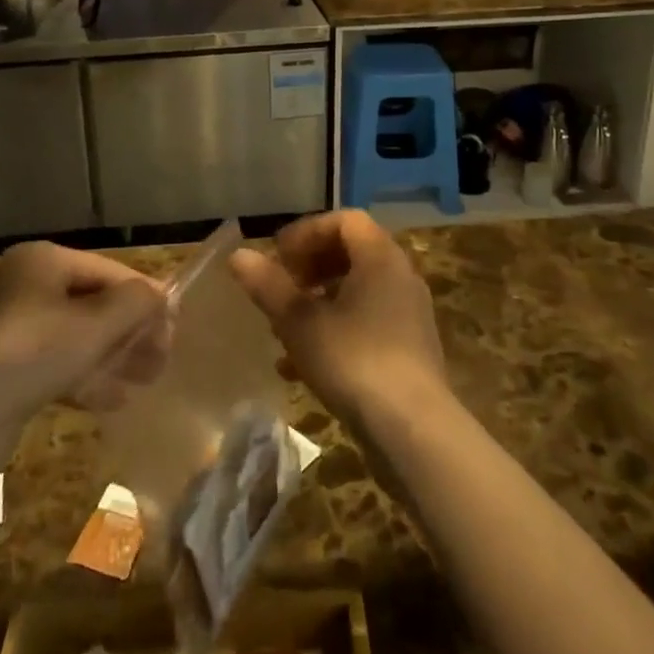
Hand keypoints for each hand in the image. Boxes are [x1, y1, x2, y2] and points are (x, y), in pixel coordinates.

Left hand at [0, 243, 169, 425]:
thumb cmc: (32, 355)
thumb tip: (160, 294)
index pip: (108, 271)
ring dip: (113, 355)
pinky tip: (113, 399)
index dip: (144, 297)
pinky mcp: (3, 366)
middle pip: (92, 303)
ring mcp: (10, 326)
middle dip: (131, 330)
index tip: (174, 326)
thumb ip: (134, 304)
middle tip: (162, 358)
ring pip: (76, 336)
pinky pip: (54, 362)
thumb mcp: (93, 325)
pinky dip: (85, 375)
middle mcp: (24, 284)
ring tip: (145, 381)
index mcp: (42, 261)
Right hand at [229, 209, 445, 426]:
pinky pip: (366, 324)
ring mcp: (408, 315)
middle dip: (308, 268)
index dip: (306, 232)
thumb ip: (268, 286)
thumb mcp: (300, 322)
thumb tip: (238, 256)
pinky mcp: (408, 351)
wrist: (414, 432)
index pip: (344, 220)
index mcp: (380, 258)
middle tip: (279, 289)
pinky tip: (297, 368)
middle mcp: (400, 277)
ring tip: (281, 330)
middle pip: (350, 253)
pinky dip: (333, 332)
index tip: (277, 257)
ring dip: (316, 303)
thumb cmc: (354, 361)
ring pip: (355, 292)